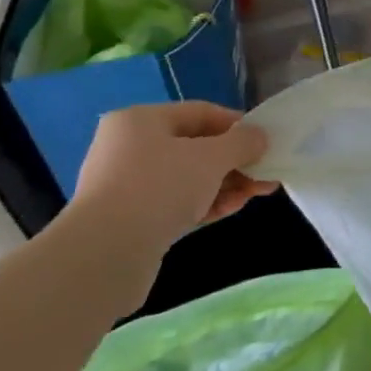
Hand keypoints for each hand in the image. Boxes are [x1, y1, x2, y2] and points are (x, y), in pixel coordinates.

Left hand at [68, 102, 277, 262]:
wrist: (103, 257)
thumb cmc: (160, 188)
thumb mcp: (212, 157)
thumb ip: (242, 142)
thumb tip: (259, 137)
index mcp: (141, 120)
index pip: (201, 113)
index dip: (238, 125)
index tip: (265, 141)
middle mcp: (129, 147)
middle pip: (196, 147)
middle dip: (235, 161)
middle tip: (266, 173)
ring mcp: (127, 186)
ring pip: (189, 178)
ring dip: (226, 184)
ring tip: (258, 194)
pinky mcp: (130, 220)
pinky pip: (176, 203)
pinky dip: (205, 203)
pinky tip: (232, 209)